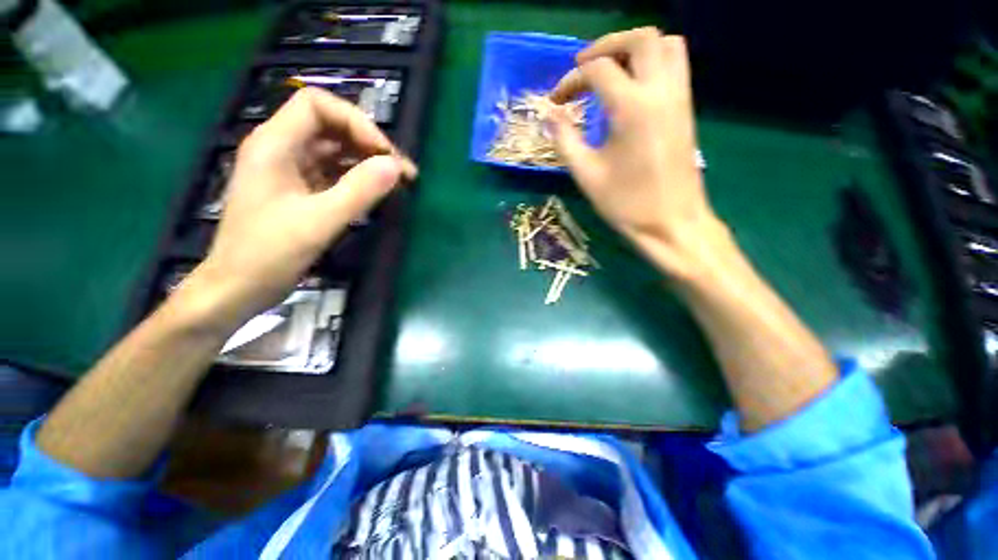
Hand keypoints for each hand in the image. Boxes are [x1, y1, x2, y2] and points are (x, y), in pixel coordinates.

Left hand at [181, 87, 416, 334]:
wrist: (239, 288)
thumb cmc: (269, 254)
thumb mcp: (319, 222)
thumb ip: (359, 191)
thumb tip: (395, 167)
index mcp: (274, 144)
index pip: (317, 105)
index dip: (355, 122)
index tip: (384, 154)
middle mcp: (281, 149)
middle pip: (331, 126)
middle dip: (369, 144)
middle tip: (403, 172)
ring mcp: (290, 170)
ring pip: (336, 151)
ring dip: (368, 162)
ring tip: (398, 182)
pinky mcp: (300, 190)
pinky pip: (334, 173)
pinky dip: (358, 178)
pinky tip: (377, 191)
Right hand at [550, 28, 721, 276]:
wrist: (672, 223)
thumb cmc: (626, 203)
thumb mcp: (587, 175)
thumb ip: (565, 140)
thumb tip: (550, 116)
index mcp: (632, 108)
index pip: (598, 71)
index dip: (571, 81)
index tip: (556, 101)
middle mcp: (661, 91)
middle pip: (639, 39)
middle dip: (605, 46)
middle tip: (582, 67)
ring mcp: (679, 98)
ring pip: (665, 45)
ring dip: (633, 49)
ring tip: (609, 71)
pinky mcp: (686, 109)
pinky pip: (674, 66)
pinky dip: (651, 63)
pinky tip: (631, 89)